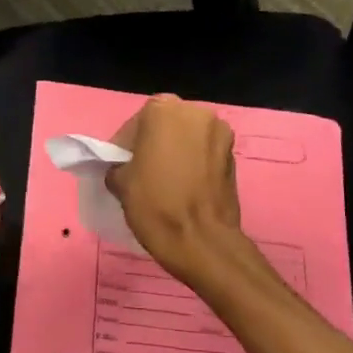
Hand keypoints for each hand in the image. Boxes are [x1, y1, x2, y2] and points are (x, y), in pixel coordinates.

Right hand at [108, 95, 244, 282]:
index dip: (124, 146)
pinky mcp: (234, 156)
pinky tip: (184, 186)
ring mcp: (220, 133)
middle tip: (140, 170)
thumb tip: (123, 167)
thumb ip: (118, 164)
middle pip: (165, 125)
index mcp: (163, 111)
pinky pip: (204, 152)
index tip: (120, 166)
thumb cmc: (155, 205)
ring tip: (164, 179)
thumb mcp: (119, 182)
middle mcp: (196, 112)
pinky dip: (193, 162)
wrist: (202, 241)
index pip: (135, 124)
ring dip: (175, 151)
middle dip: (152, 143)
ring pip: (187, 137)